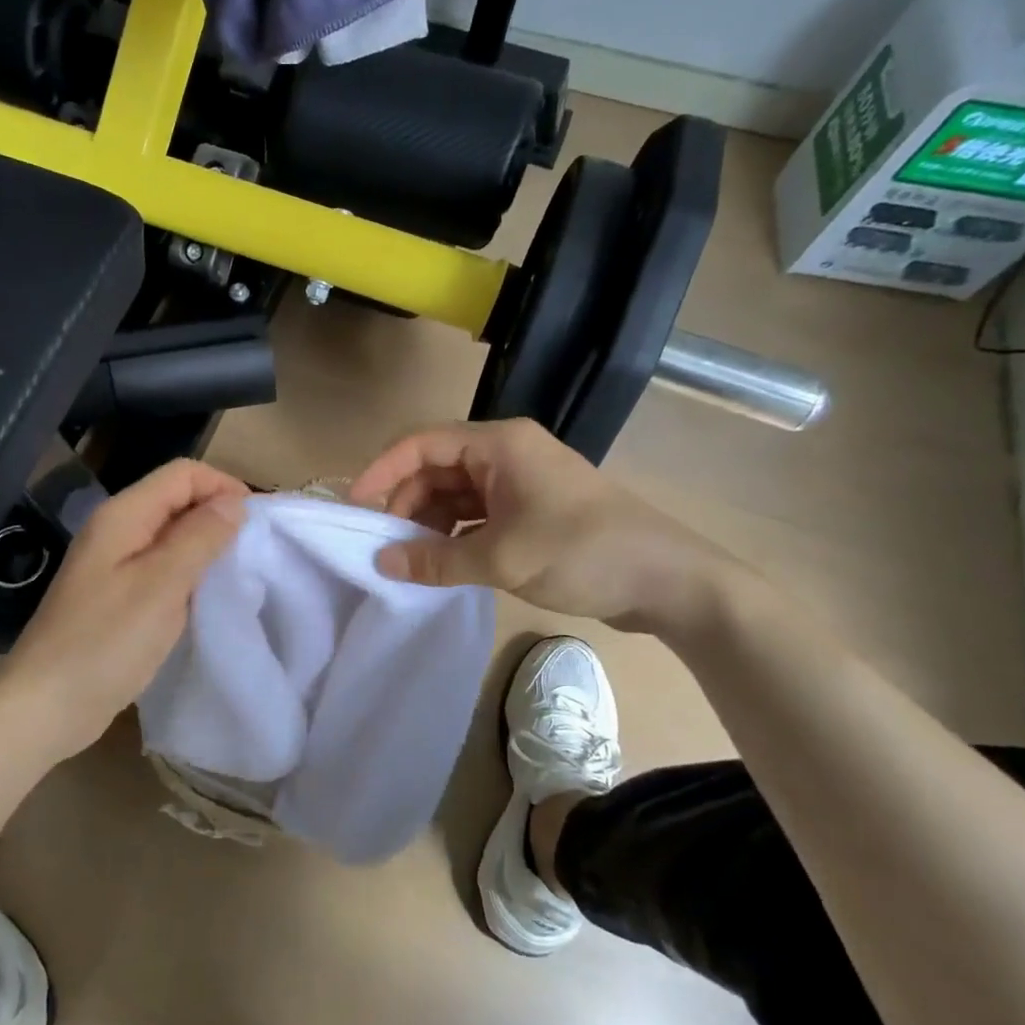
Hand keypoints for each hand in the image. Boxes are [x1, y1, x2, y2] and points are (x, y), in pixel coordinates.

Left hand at [0, 459, 247, 755]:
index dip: (224, 486)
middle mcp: (117, 530)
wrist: (45, 706)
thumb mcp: (162, 585)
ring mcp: (114, 565)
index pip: (183, 474)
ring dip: (206, 547)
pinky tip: (207, 599)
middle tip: (255, 550)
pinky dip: (189, 575)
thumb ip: (200, 537)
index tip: (259, 522)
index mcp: (123, 515)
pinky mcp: (117, 597)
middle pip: (176, 501)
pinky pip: (162, 569)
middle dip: (218, 515)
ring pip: (172, 537)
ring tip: (238, 574)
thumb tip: (234, 502)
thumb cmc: (105, 642)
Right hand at [348, 418, 733, 635]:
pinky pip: (477, 513)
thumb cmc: (582, 553)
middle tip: (384, 545)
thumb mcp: (502, 559)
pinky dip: (455, 535)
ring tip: (412, 559)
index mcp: (499, 444)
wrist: (668, 580)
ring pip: (455, 493)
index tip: (355, 507)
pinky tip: (444, 563)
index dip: (382, 471)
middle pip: (436, 468)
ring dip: (430, 522)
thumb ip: (436, 560)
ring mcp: (520, 481)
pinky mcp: (531, 509)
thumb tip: (382, 564)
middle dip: (406, 503)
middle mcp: (506, 453)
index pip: (421, 443)